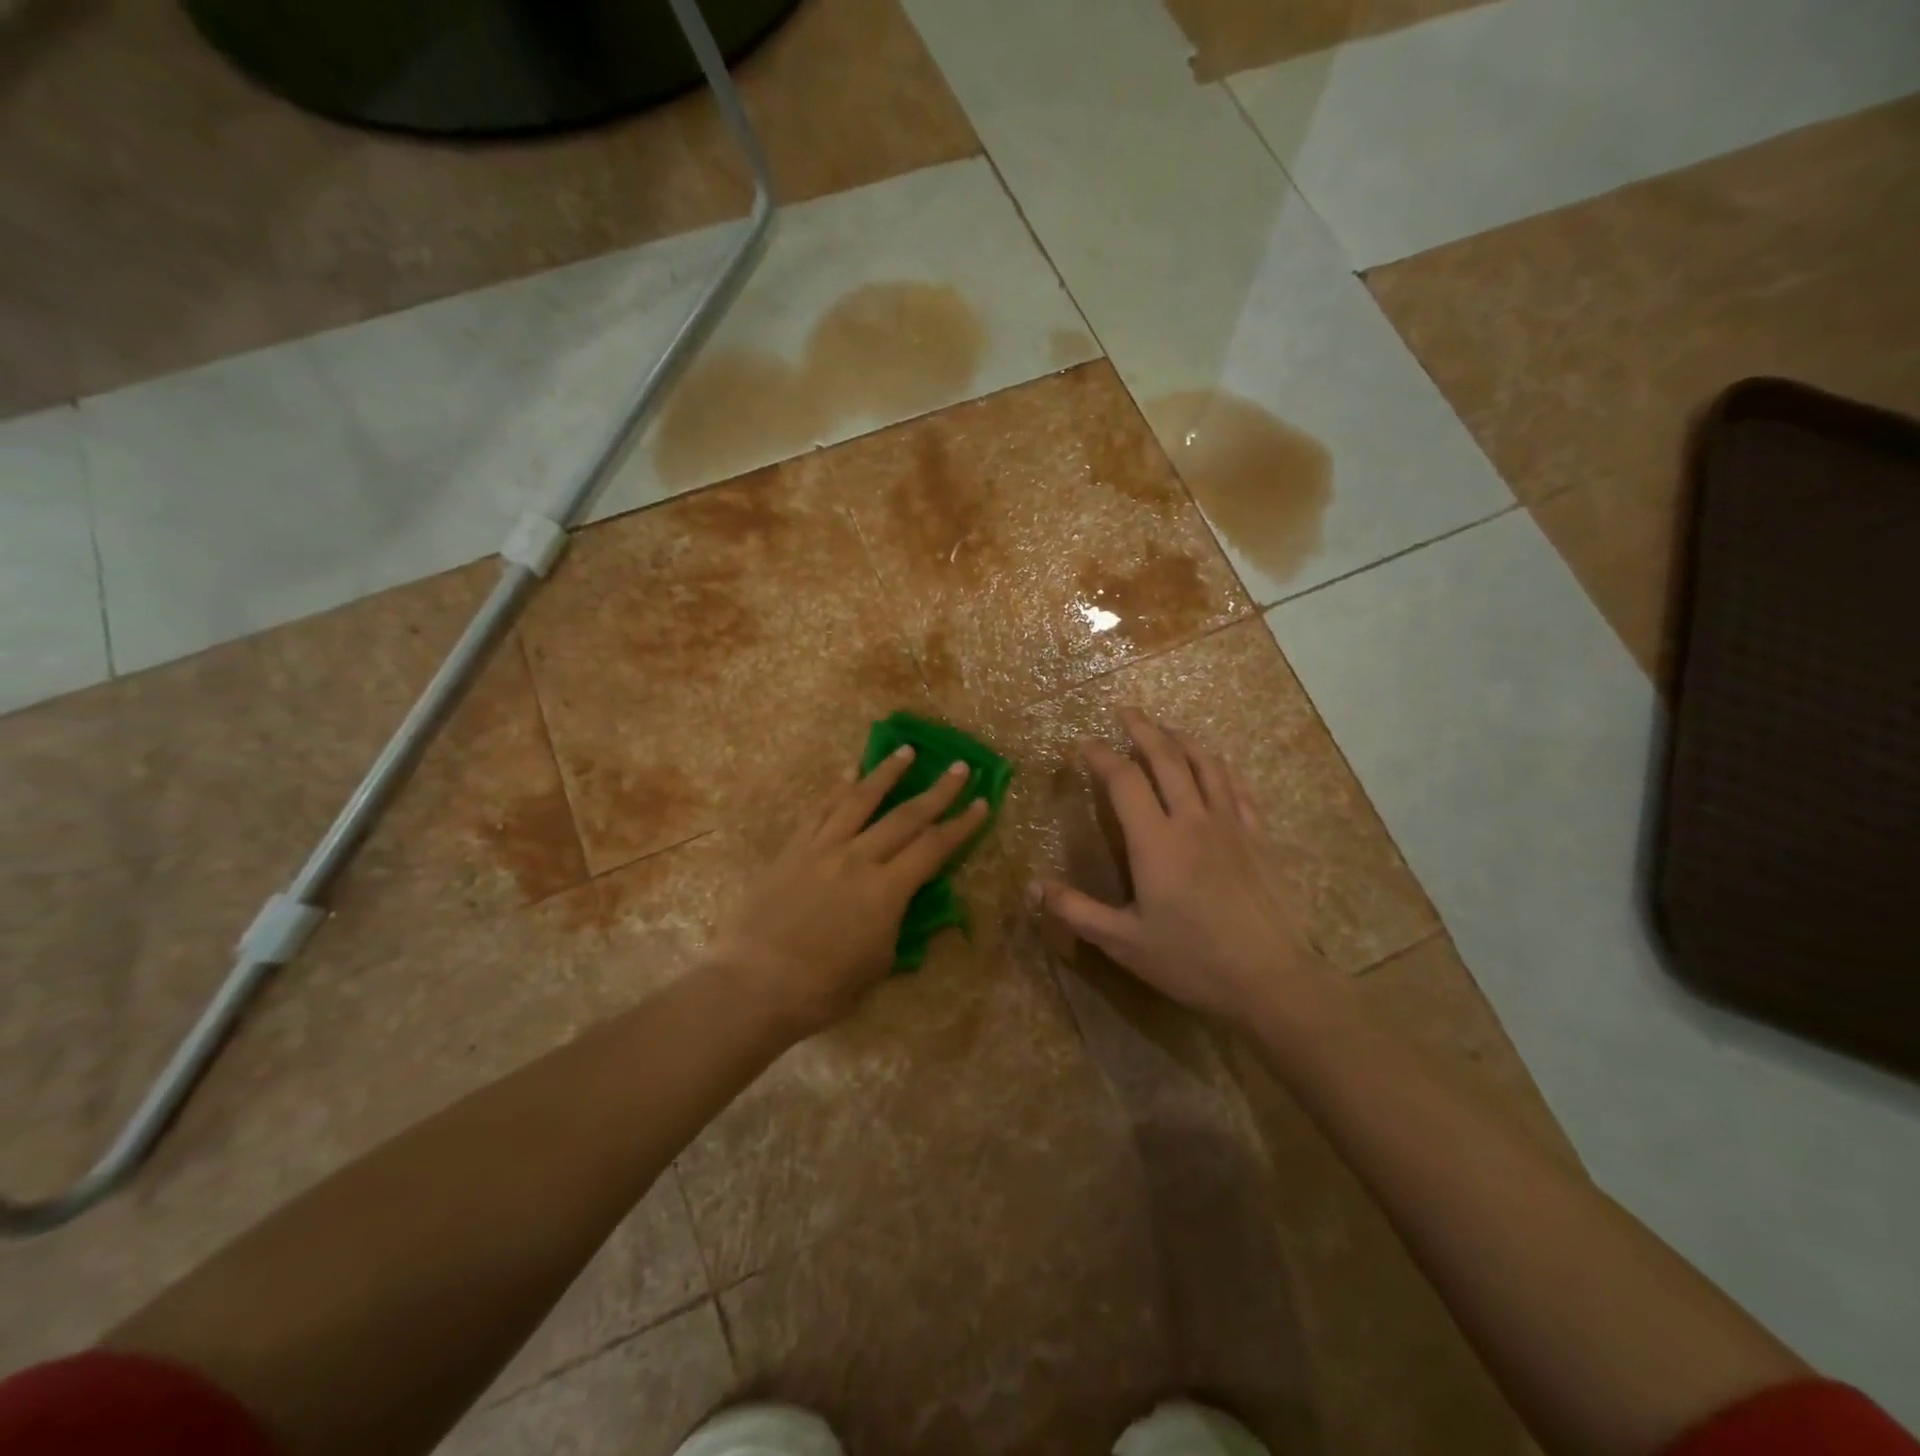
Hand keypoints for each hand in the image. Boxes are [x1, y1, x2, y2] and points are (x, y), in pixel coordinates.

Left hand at [712, 748, 986, 1040]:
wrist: (754, 984)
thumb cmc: (823, 988)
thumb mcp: (878, 966)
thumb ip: (900, 929)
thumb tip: (915, 907)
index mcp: (886, 890)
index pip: (934, 848)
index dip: (962, 825)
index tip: (982, 802)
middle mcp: (858, 858)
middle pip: (905, 816)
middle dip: (938, 791)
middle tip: (960, 768)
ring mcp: (822, 848)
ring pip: (860, 799)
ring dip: (887, 772)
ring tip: (906, 750)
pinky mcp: (793, 849)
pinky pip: (820, 810)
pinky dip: (838, 787)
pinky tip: (849, 772)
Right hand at [1033, 708, 1331, 1027]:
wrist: (1271, 979)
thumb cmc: (1192, 961)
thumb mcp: (1123, 943)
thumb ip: (1076, 912)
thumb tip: (1032, 887)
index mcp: (1155, 841)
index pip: (1122, 779)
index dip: (1099, 755)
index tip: (1082, 744)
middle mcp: (1192, 820)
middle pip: (1166, 757)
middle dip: (1142, 729)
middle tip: (1124, 711)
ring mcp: (1230, 824)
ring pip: (1204, 764)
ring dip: (1180, 739)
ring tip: (1164, 728)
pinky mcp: (1257, 837)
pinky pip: (1236, 787)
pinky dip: (1219, 766)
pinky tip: (1213, 764)